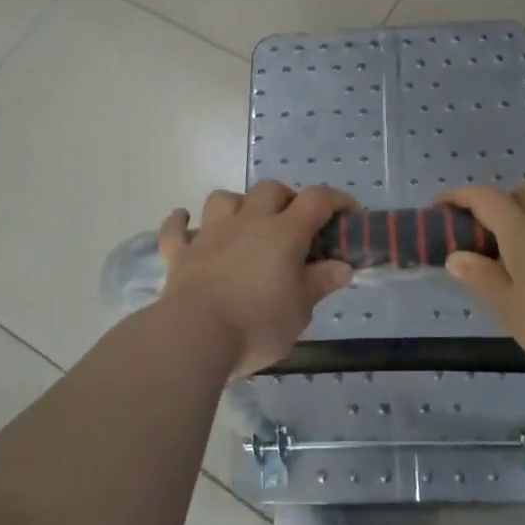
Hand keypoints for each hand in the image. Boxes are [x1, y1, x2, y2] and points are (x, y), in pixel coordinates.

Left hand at [158, 182, 356, 376]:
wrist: (196, 335)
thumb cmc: (258, 323)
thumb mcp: (302, 309)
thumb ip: (321, 282)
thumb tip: (342, 267)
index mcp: (284, 233)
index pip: (317, 200)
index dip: (337, 200)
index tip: (349, 215)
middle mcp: (248, 222)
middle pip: (270, 190)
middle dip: (286, 199)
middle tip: (294, 226)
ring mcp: (210, 234)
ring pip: (224, 198)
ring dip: (237, 204)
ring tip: (245, 224)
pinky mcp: (181, 254)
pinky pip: (176, 229)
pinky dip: (180, 223)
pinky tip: (184, 222)